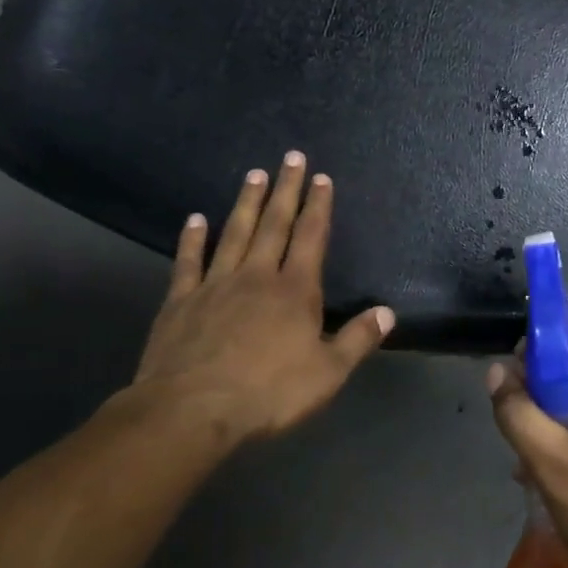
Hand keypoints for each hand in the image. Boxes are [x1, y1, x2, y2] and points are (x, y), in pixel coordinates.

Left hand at [126, 152, 393, 448]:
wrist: (192, 410)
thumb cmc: (268, 394)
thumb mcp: (327, 373)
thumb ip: (357, 340)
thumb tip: (387, 312)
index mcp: (295, 291)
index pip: (311, 238)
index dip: (318, 206)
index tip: (321, 178)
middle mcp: (257, 277)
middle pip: (274, 224)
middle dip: (286, 190)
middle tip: (291, 157)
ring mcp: (215, 284)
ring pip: (234, 233)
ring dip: (246, 202)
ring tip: (254, 173)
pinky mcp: (181, 300)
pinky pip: (188, 261)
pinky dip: (192, 238)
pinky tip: (195, 219)